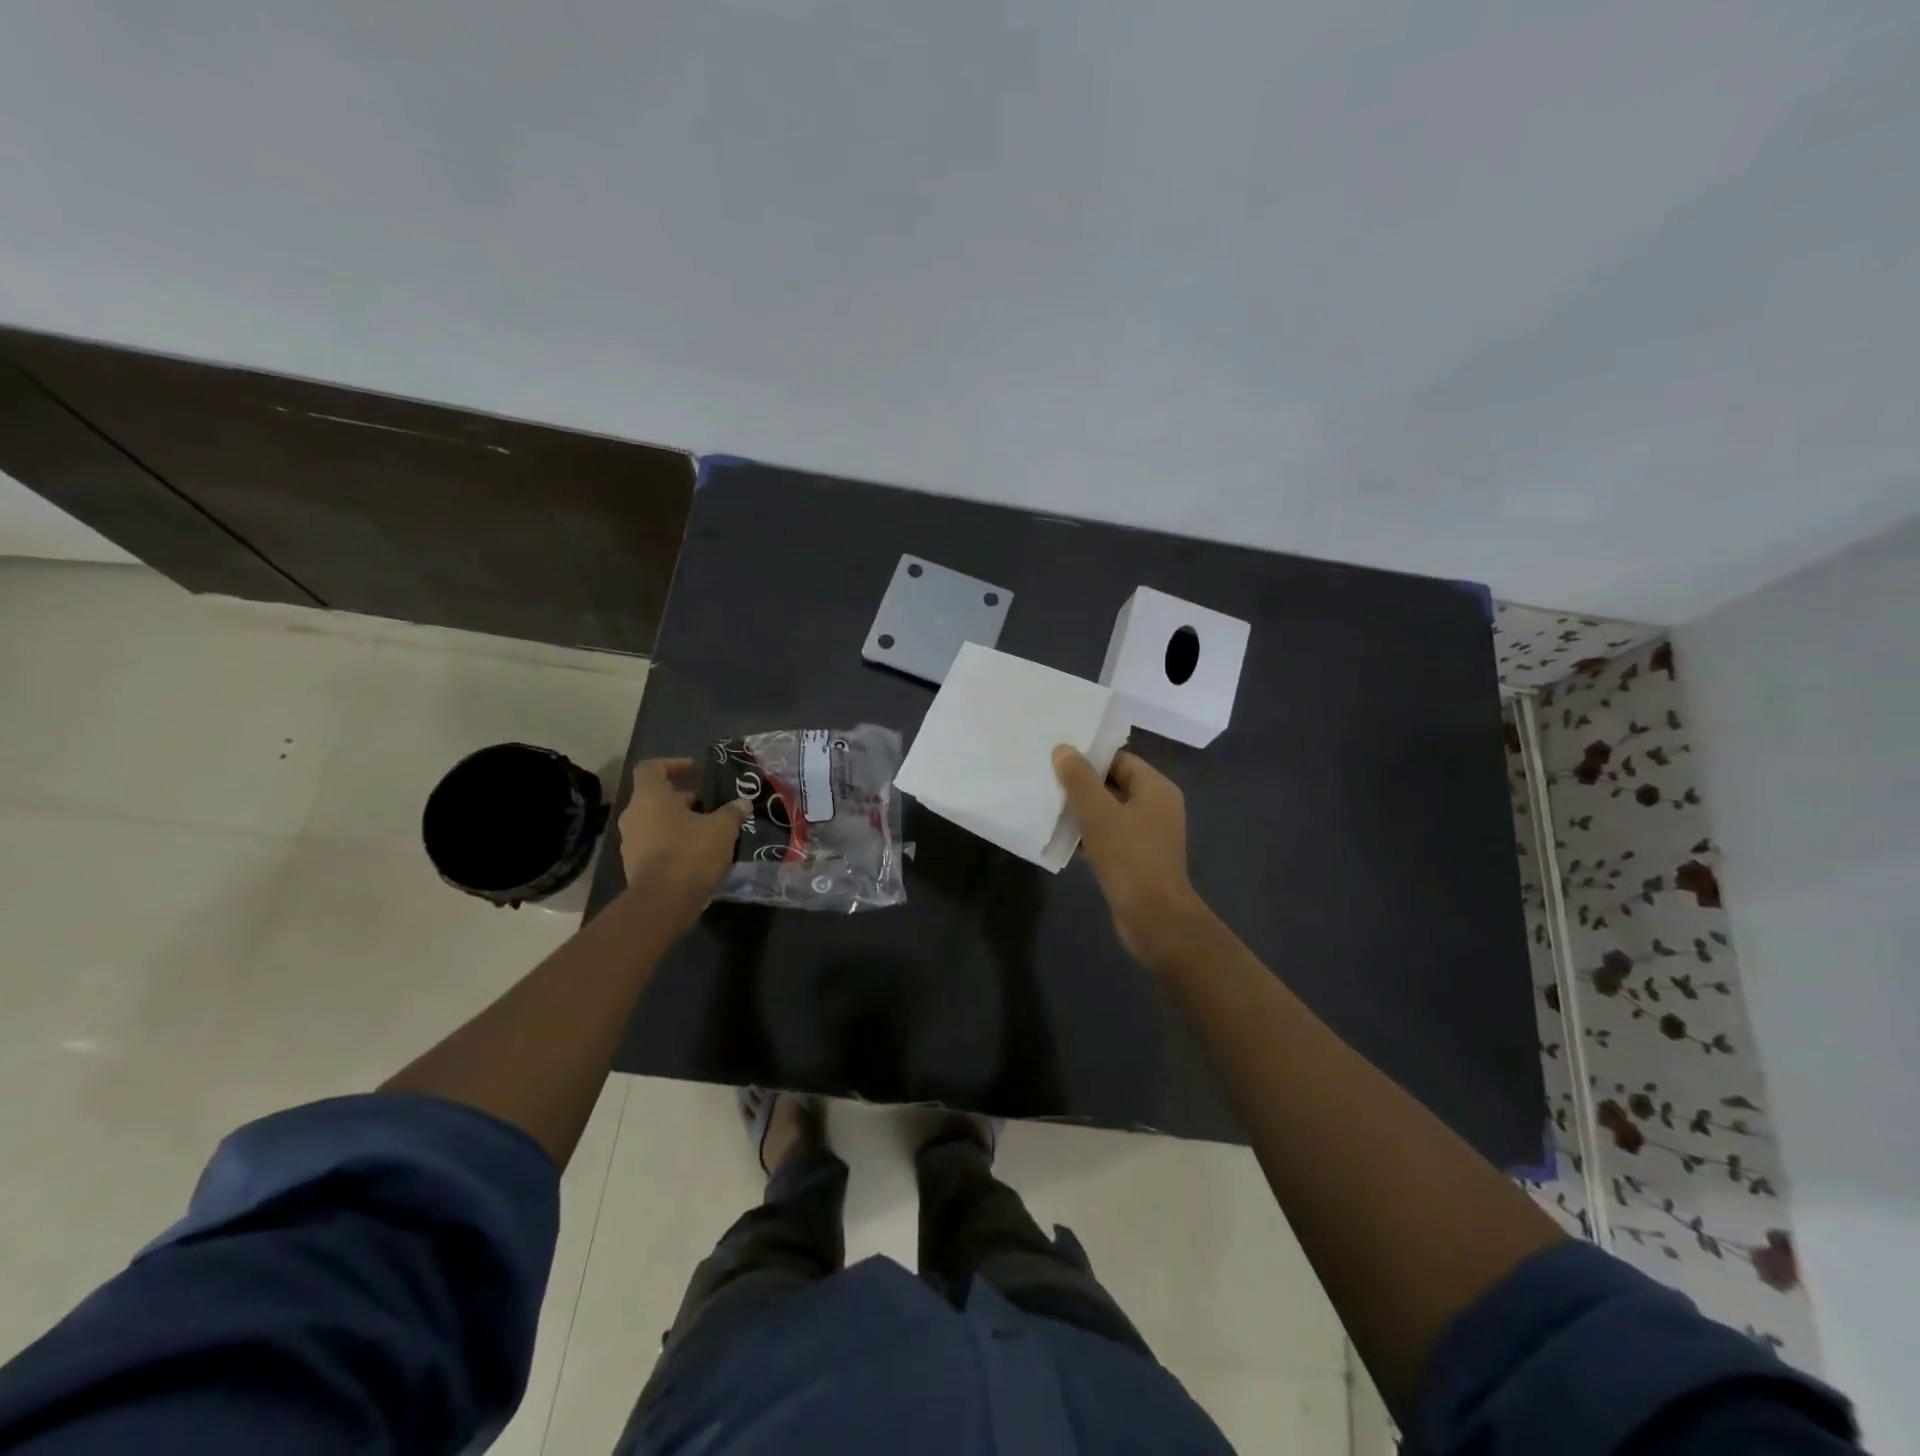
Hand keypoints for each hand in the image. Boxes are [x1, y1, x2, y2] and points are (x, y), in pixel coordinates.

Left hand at [618, 758, 748, 923]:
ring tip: (706, 830)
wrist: (663, 902)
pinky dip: (672, 843)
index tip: (695, 770)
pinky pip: (653, 844)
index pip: (651, 768)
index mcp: (650, 797)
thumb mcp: (722, 829)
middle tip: (708, 805)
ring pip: (654, 821)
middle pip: (655, 796)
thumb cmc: (690, 853)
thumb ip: (732, 812)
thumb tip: (742, 803)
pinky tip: (696, 854)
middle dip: (682, 798)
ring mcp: (630, 842)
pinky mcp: (633, 865)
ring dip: (677, 822)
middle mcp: (634, 815)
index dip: (673, 764)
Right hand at [1053, 746, 1210, 966]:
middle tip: (1047, 780)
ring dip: (1082, 812)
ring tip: (1048, 806)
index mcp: (1156, 789)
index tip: (1058, 758)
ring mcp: (1148, 836)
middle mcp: (1157, 808)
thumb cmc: (1129, 857)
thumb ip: (1080, 779)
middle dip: (1082, 785)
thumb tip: (1064, 749)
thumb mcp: (1098, 813)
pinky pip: (1110, 838)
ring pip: (1110, 813)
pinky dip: (1088, 836)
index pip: (1121, 759)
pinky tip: (1061, 839)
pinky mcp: (1137, 860)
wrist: (1154, 918)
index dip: (1090, 757)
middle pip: (1115, 785)